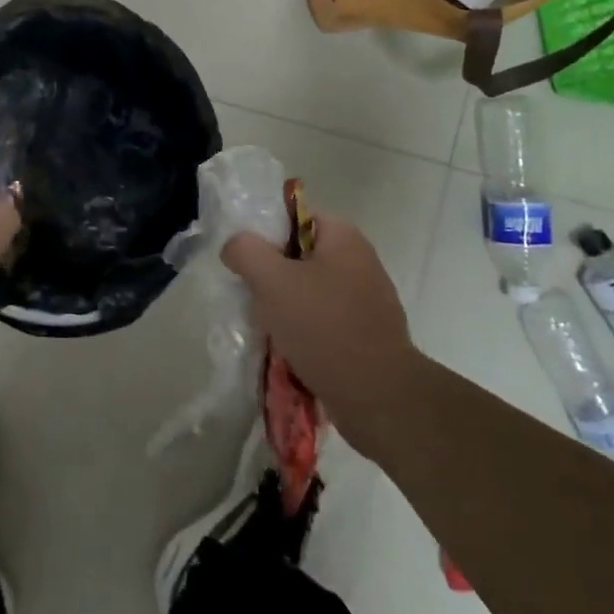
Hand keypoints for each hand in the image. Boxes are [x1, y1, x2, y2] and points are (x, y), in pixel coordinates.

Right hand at [222, 218, 423, 461]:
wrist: (378, 397)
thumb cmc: (323, 327)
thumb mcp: (271, 281)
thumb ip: (245, 251)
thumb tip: (236, 246)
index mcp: (343, 236)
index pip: (293, 216)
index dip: (264, 234)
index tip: (245, 261)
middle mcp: (360, 260)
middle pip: (299, 255)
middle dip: (272, 275)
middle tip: (252, 296)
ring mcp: (367, 298)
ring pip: (310, 290)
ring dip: (286, 307)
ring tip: (267, 327)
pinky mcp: (367, 332)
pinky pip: (324, 320)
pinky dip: (305, 330)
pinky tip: (289, 349)